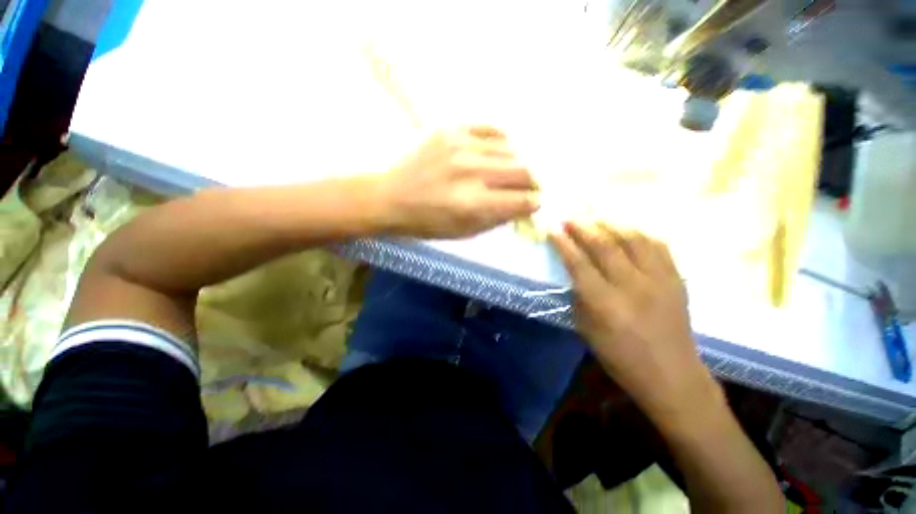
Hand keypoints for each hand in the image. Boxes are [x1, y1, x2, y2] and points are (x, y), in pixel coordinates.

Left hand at [382, 126, 538, 237]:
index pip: (521, 200)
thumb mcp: (464, 232)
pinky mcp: (451, 131)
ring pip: (511, 150)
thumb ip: (497, 219)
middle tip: (531, 188)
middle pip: (523, 170)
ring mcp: (461, 146)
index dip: (535, 202)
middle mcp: (470, 172)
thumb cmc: (428, 223)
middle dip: (534, 182)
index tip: (536, 203)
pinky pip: (492, 130)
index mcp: (472, 203)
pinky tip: (501, 152)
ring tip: (514, 172)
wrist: (391, 198)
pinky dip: (503, 143)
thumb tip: (523, 206)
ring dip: (519, 164)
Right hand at [550, 221, 717, 420]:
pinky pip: (658, 246)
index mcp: (606, 304)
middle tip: (570, 217)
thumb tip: (575, 273)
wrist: (673, 375)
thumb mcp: (587, 330)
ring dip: (610, 224)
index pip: (579, 264)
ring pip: (634, 239)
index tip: (552, 228)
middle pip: (605, 245)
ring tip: (595, 218)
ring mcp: (659, 280)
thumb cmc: (621, 358)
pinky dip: (639, 233)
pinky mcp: (677, 279)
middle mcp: (633, 286)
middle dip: (583, 227)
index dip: (564, 243)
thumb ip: (579, 297)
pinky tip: (627, 230)